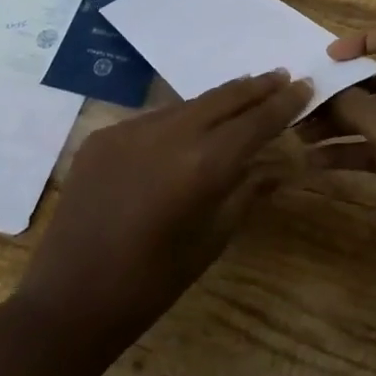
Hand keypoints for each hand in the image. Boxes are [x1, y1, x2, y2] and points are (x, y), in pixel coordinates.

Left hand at [14, 70, 310, 350]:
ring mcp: (133, 130)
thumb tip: (278, 164)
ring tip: (245, 92)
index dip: (284, 103)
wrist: (69, 301)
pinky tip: (191, 126)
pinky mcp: (105, 135)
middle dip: (257, 86)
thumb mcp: (212, 237)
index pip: (256, 122)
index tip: (306, 85)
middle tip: (282, 75)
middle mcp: (170, 135)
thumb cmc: (152, 283)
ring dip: (220, 99)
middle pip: (225, 98)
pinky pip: (155, 119)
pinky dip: (181, 119)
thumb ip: (247, 190)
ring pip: (190, 104)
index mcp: (203, 165)